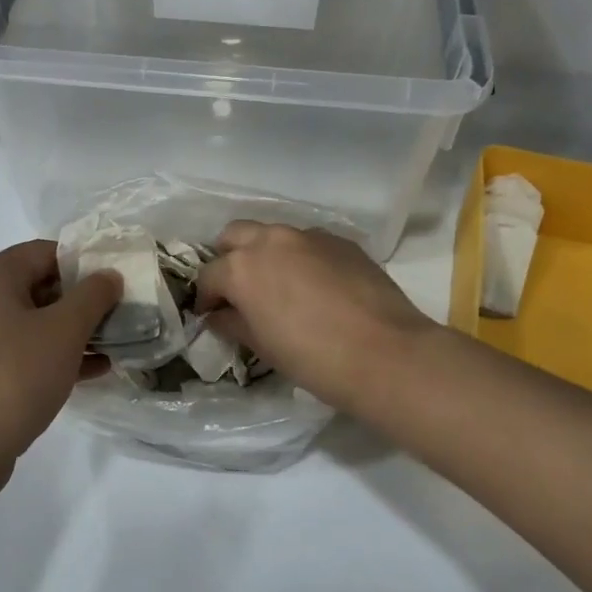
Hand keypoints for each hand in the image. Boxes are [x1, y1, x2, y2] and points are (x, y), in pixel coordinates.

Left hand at [0, 240, 120, 482]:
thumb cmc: (13, 380)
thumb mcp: (64, 333)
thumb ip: (93, 296)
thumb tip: (108, 275)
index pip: (44, 252)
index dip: (84, 265)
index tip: (114, 288)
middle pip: (32, 285)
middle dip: (76, 303)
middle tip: (112, 321)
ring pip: (21, 321)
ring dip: (63, 333)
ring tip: (104, 351)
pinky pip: (6, 349)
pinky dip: (39, 354)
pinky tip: (76, 375)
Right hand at [196, 221, 439, 412]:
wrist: (385, 353)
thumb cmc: (312, 358)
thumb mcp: (262, 347)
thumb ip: (233, 323)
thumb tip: (218, 316)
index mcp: (242, 268)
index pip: (208, 275)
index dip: (206, 297)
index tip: (211, 314)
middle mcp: (271, 240)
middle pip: (235, 235)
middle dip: (229, 258)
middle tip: (238, 289)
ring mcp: (309, 236)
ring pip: (273, 234)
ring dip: (266, 253)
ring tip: (277, 285)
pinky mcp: (341, 241)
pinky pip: (308, 242)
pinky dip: (300, 257)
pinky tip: (315, 285)